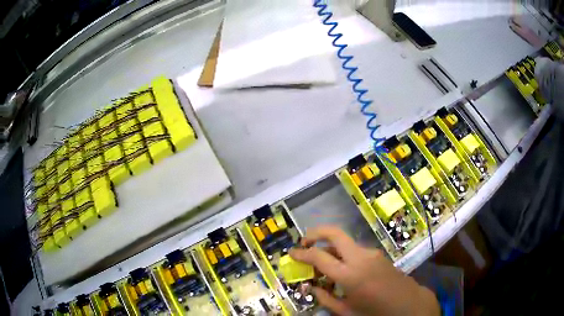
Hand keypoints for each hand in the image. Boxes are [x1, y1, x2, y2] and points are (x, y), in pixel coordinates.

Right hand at [289, 226, 439, 315]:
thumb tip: (311, 287)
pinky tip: (341, 269)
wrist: (408, 304)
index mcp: (349, 275)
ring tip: (322, 263)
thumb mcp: (346, 311)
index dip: (302, 253)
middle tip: (304, 242)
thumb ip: (325, 298)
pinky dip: (343, 254)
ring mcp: (371, 253)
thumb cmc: (375, 312)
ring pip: (345, 242)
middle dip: (315, 233)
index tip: (291, 253)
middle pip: (335, 233)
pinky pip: (355, 249)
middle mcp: (360, 258)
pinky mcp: (378, 254)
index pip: (319, 256)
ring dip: (330, 247)